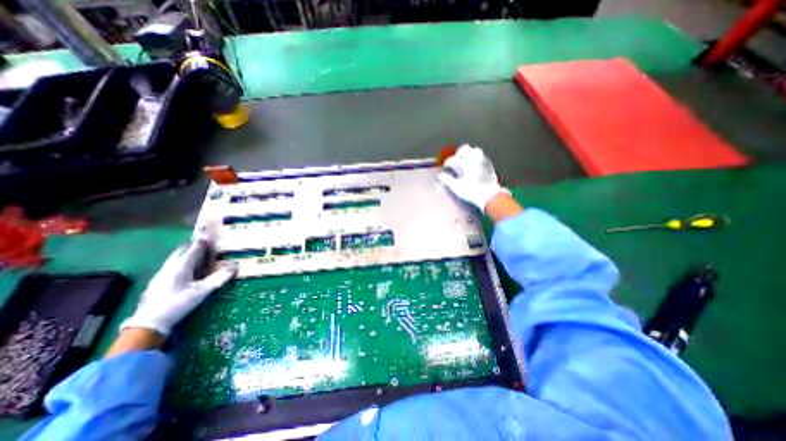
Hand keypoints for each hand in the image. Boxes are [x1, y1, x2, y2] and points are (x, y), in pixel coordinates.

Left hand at [119, 239, 234, 335]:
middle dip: (191, 246)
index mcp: (180, 268)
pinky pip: (170, 266)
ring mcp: (160, 276)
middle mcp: (168, 269)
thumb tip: (235, 266)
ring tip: (194, 254)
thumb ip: (218, 279)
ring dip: (184, 254)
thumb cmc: (178, 304)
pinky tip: (184, 269)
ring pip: (173, 259)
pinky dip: (179, 262)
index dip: (201, 243)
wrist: (149, 324)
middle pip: (179, 253)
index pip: (192, 251)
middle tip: (202, 244)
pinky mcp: (157, 283)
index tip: (208, 236)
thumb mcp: (201, 292)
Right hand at [437, 145, 509, 211]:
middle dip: (458, 153)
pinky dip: (476, 158)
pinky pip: (481, 156)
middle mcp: (473, 159)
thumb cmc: (471, 191)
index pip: (452, 160)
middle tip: (455, 161)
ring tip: (465, 161)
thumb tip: (439, 176)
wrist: (490, 196)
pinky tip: (474, 165)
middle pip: (464, 149)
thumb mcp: (456, 187)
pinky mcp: (488, 164)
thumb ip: (447, 180)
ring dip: (468, 154)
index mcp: (464, 164)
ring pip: (474, 150)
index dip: (447, 163)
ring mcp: (482, 160)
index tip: (445, 168)